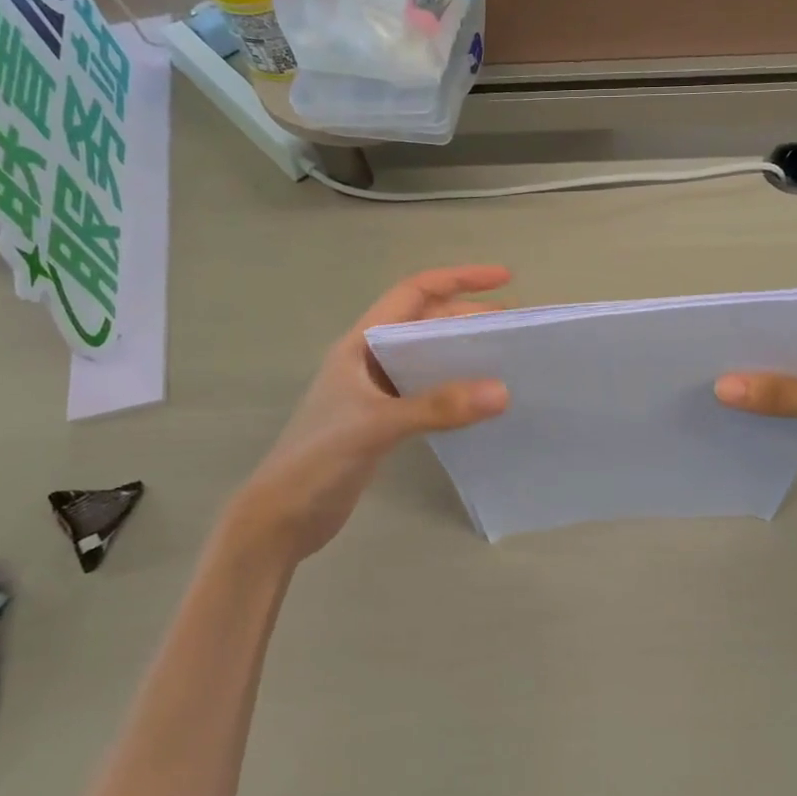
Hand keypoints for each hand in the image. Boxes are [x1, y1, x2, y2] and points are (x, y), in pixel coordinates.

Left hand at [223, 267, 511, 563]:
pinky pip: (427, 392)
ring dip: (463, 353)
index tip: (503, 279)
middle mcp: (369, 360)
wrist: (282, 516)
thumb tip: (502, 391)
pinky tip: (479, 402)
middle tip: (514, 328)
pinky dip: (455, 389)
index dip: (458, 279)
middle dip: (469, 317)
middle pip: (425, 324)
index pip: (413, 293)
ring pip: (428, 358)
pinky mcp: (384, 422)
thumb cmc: (317, 459)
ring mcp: (376, 392)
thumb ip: (437, 407)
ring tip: (505, 359)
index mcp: (360, 344)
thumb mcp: (377, 425)